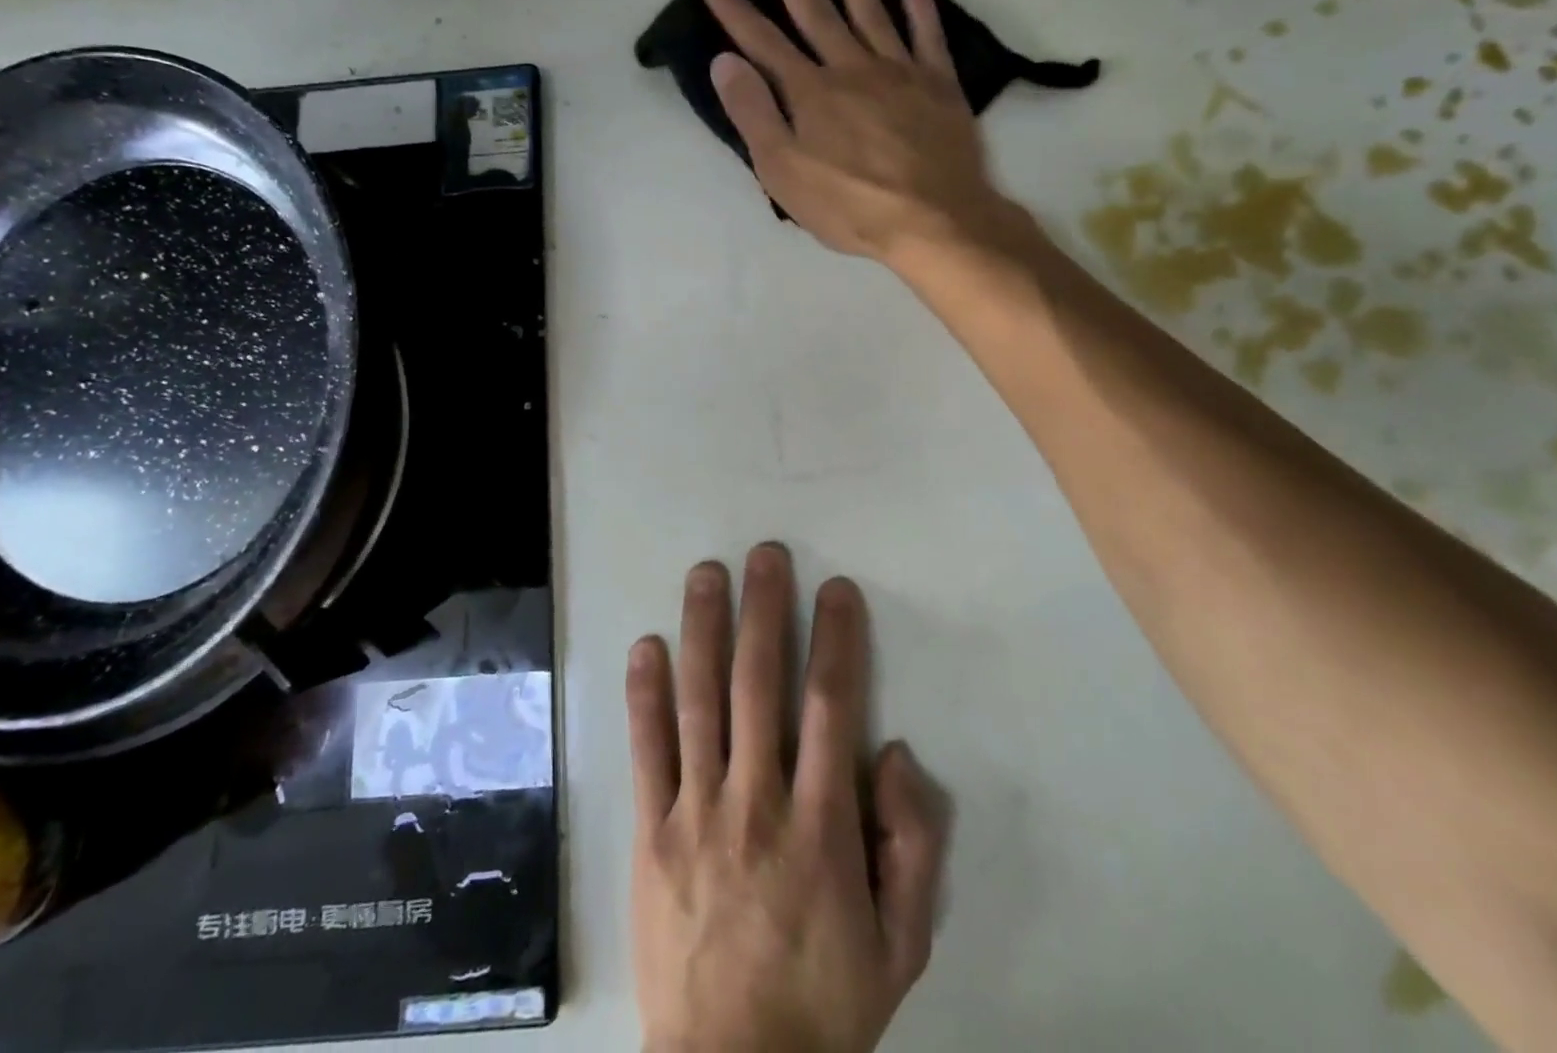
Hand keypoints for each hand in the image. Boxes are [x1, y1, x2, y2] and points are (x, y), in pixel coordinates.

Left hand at [626, 544, 943, 1052]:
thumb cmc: (825, 1001)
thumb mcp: (901, 943)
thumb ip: (912, 846)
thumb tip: (894, 754)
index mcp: (821, 825)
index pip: (832, 707)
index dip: (836, 640)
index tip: (836, 590)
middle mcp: (756, 801)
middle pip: (760, 685)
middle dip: (764, 612)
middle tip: (765, 555)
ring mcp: (696, 812)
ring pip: (700, 700)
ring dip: (703, 629)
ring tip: (707, 574)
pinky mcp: (650, 832)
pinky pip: (646, 750)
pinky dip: (645, 694)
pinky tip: (647, 645)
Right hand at [699, 0, 1021, 263]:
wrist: (932, 219)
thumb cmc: (848, 205)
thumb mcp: (783, 171)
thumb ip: (754, 114)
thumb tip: (725, 61)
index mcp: (810, 92)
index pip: (763, 42)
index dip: (736, 11)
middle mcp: (852, 68)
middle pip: (816, 14)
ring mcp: (899, 72)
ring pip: (870, 13)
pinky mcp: (939, 85)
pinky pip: (928, 36)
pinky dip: (920, 9)